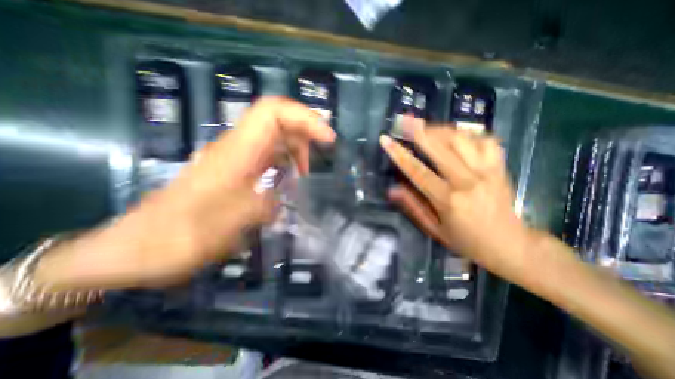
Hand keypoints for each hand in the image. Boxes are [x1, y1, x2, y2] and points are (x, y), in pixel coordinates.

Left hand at [36, 97, 335, 288]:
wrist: (137, 248)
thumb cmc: (182, 234)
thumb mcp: (232, 223)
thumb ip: (266, 204)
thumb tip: (285, 196)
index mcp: (236, 152)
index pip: (273, 113)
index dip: (304, 118)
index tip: (328, 137)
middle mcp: (236, 148)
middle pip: (277, 122)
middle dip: (304, 135)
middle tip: (319, 160)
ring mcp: (235, 159)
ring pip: (273, 139)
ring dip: (296, 150)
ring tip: (306, 174)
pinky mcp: (234, 171)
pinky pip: (267, 156)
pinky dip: (285, 163)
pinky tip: (290, 180)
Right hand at [378, 118, 532, 271]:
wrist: (511, 245)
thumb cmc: (466, 241)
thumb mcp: (434, 229)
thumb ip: (412, 207)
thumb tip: (392, 189)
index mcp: (448, 199)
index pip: (417, 171)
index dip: (399, 154)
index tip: (386, 139)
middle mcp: (467, 181)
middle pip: (441, 147)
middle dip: (419, 130)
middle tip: (405, 120)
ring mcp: (487, 171)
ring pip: (462, 139)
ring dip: (441, 130)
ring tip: (426, 128)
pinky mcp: (500, 167)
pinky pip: (485, 140)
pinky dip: (469, 134)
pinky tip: (457, 136)